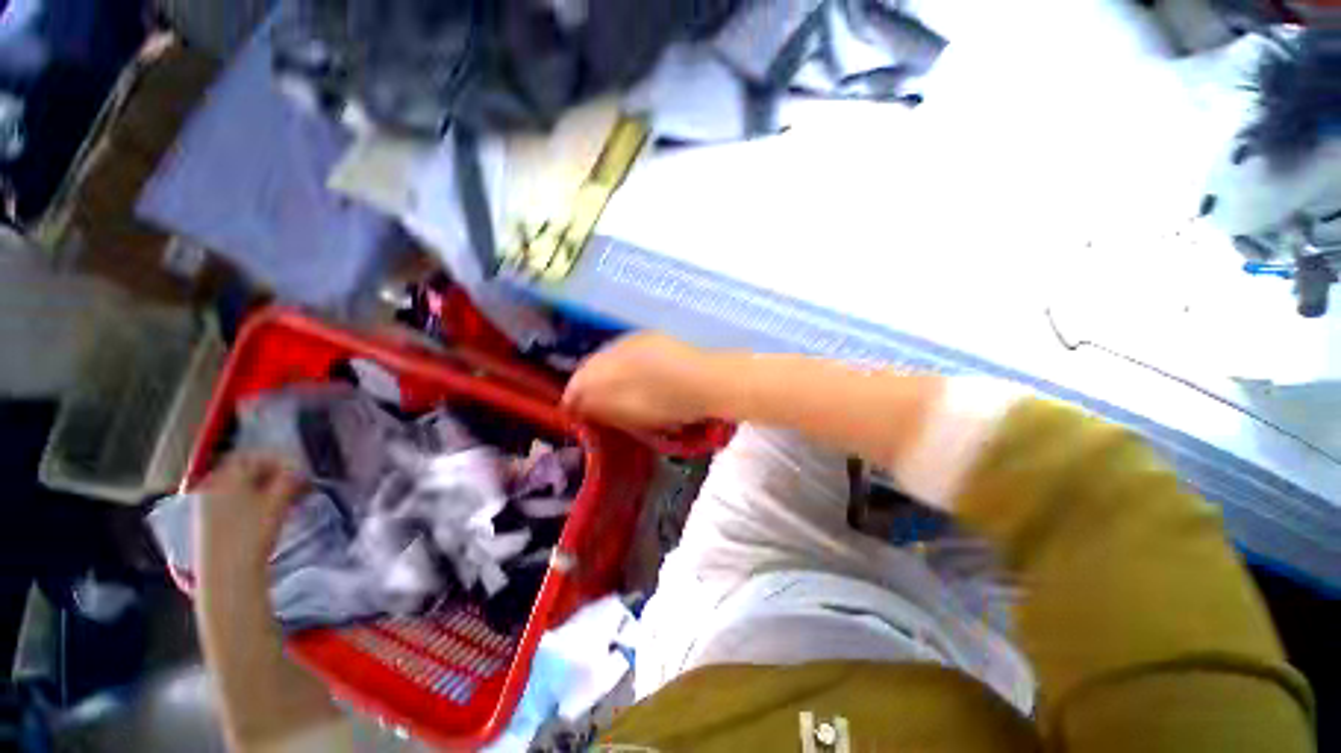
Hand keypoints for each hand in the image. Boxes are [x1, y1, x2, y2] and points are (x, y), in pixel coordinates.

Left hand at [195, 452, 305, 576]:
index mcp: (227, 477)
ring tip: (287, 502)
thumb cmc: (252, 535)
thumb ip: (290, 481)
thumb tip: (299, 471)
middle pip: (246, 470)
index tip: (300, 472)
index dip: (280, 461)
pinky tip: (268, 515)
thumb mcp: (277, 503)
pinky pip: (233, 501)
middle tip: (297, 487)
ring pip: (241, 487)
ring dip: (266, 489)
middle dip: (274, 475)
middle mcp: (213, 485)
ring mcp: (207, 504)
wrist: (227, 576)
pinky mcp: (208, 521)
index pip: (255, 456)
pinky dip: (253, 501)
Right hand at [563, 332, 722, 431]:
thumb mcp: (636, 411)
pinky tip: (629, 377)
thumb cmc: (675, 402)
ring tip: (606, 392)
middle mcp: (623, 344)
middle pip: (593, 363)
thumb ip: (603, 405)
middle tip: (587, 403)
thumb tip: (578, 403)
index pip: (582, 377)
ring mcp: (640, 338)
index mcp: (616, 363)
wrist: (715, 381)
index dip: (572, 394)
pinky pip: (626, 351)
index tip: (570, 410)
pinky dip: (620, 365)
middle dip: (586, 383)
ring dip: (602, 373)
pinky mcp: (655, 338)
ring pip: (609, 355)